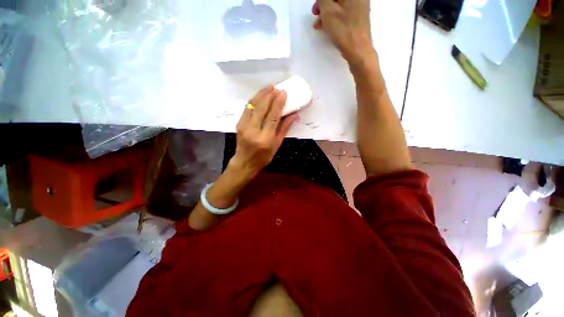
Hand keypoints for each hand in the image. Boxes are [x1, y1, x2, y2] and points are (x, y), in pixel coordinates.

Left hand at [229, 86, 298, 177]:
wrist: (244, 162)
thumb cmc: (264, 156)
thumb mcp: (277, 145)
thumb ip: (284, 128)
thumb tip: (294, 115)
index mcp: (265, 138)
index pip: (272, 117)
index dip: (278, 103)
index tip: (283, 92)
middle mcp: (253, 130)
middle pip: (261, 108)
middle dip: (270, 95)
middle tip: (277, 87)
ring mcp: (244, 126)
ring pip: (252, 105)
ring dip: (261, 94)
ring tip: (269, 87)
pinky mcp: (239, 123)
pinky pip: (247, 108)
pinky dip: (254, 100)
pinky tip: (260, 95)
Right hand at [312, 0, 375, 65]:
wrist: (357, 49)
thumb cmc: (343, 29)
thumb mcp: (328, 11)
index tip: (317, 4)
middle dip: (324, 3)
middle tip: (315, 11)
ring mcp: (359, 6)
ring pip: (339, 4)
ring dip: (326, 11)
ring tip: (318, 23)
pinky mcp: (357, 16)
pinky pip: (343, 12)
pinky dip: (333, 16)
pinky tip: (325, 25)